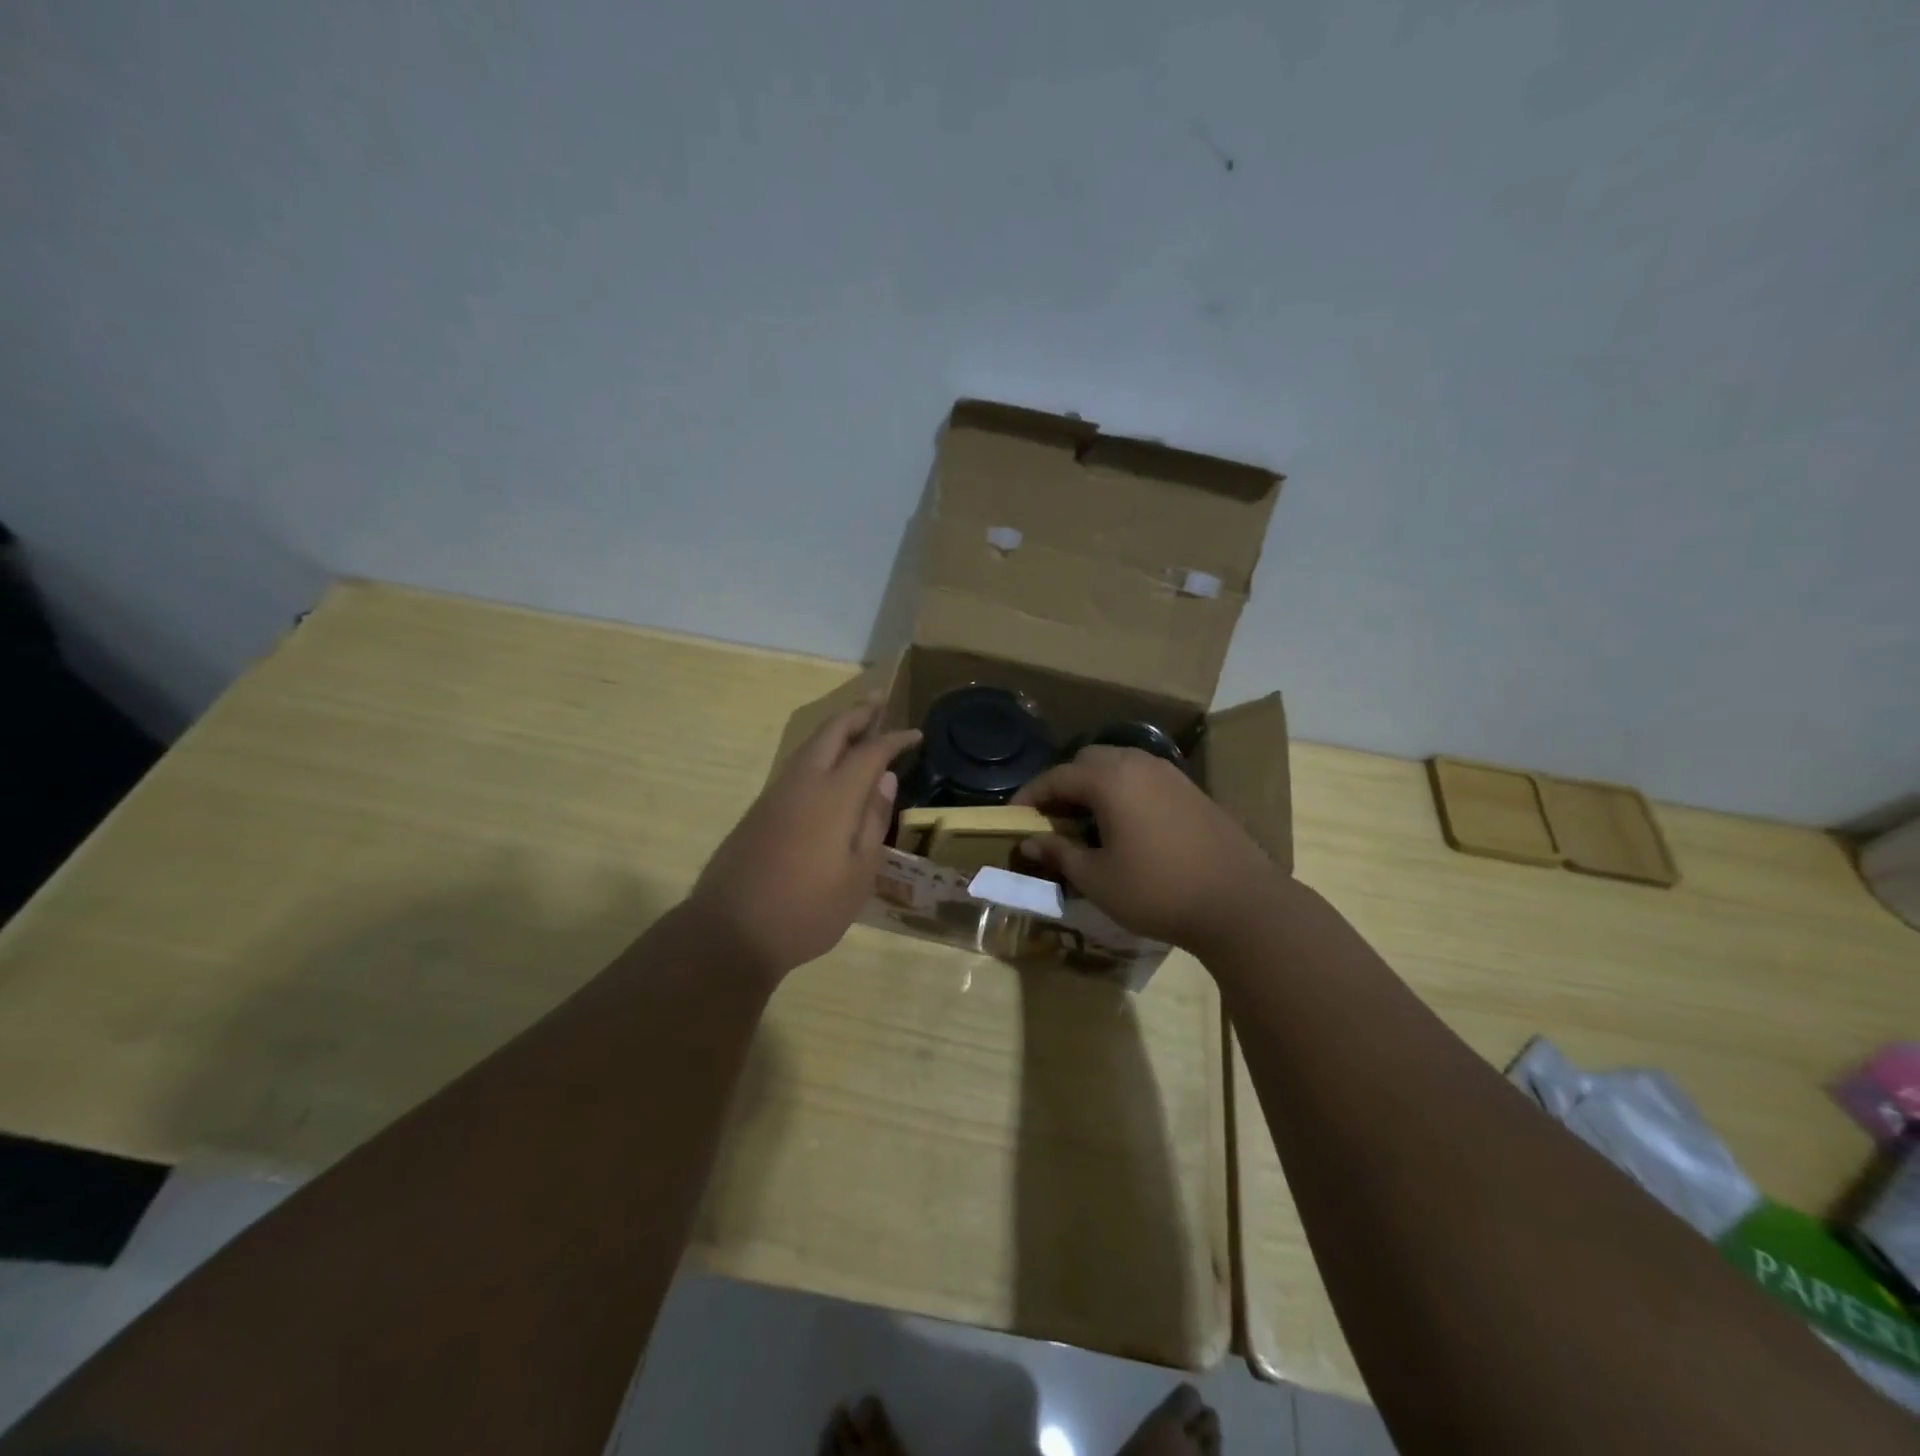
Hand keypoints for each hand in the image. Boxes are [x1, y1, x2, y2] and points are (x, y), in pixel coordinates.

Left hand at [681, 698, 920, 980]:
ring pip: (809, 746)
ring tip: (858, 726)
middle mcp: (803, 783)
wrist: (731, 932)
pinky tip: (828, 767)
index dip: (894, 739)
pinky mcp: (760, 810)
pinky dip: (819, 752)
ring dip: (835, 730)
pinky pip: (796, 765)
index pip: (870, 751)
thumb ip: (873, 821)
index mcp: (833, 796)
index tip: (915, 734)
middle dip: (857, 713)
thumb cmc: (808, 910)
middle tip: (878, 701)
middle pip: (831, 732)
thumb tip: (885, 778)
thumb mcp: (858, 875)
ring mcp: (776, 794)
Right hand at [1013, 746, 1278, 950]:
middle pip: (1088, 760)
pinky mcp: (1192, 790)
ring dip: (1095, 784)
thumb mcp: (1097, 879)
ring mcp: (1170, 774)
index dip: (1030, 796)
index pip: (1057, 777)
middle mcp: (1138, 764)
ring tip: (1086, 820)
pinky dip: (1124, 790)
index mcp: (1109, 780)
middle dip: (1064, 783)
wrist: (1239, 902)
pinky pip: (1144, 778)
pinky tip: (1126, 824)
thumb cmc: (1157, 890)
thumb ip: (1060, 854)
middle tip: (1051, 817)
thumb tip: (1029, 843)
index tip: (1014, 816)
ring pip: (1119, 764)